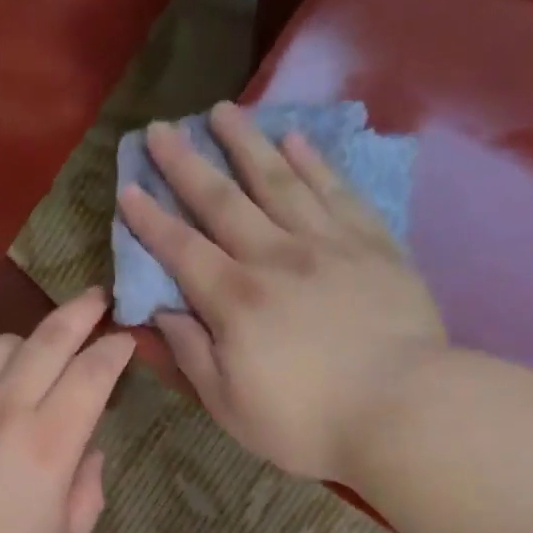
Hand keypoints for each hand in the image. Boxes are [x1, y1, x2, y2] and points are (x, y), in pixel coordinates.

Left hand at [0, 289, 135, 532]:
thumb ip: (87, 493)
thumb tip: (90, 452)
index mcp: (49, 442)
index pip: (92, 374)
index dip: (114, 350)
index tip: (125, 338)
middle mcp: (3, 408)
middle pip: (48, 339)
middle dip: (80, 312)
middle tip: (95, 299)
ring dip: (24, 342)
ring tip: (33, 354)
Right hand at [118, 102, 447, 482]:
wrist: (405, 412)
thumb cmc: (308, 422)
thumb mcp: (230, 406)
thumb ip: (192, 355)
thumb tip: (161, 314)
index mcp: (235, 301)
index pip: (181, 250)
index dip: (150, 220)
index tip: (127, 188)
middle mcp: (275, 258)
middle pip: (223, 201)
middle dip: (186, 164)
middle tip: (162, 127)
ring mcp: (328, 245)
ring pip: (279, 181)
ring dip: (246, 143)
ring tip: (222, 111)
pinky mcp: (373, 245)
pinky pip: (337, 192)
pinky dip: (313, 163)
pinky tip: (296, 140)